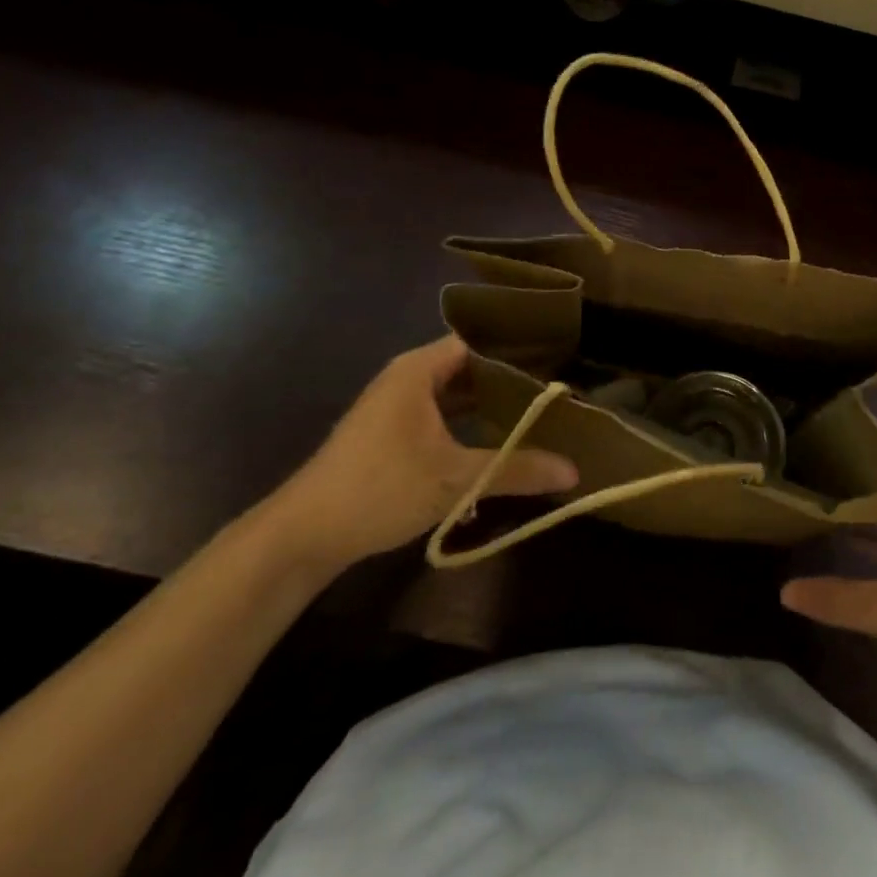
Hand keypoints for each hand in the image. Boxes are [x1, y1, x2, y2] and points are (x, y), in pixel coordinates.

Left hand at [261, 337, 576, 575]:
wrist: (302, 536)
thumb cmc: (379, 490)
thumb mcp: (455, 480)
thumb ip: (516, 470)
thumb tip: (574, 471)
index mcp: (418, 370)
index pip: (479, 340)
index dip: (518, 346)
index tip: (559, 356)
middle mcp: (408, 379)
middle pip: (470, 365)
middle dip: (512, 376)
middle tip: (559, 385)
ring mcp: (397, 407)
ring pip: (457, 392)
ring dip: (491, 401)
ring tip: (540, 408)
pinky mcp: (392, 434)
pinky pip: (443, 414)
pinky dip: (471, 421)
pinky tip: (500, 438)